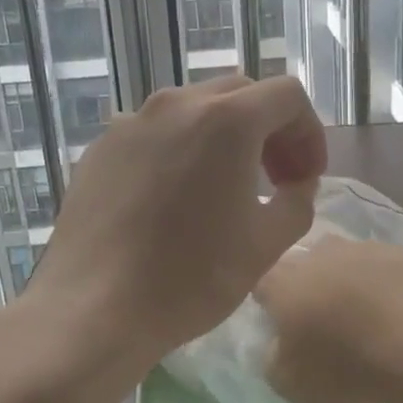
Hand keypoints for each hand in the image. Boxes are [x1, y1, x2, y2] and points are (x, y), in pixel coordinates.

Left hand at [26, 74, 327, 374]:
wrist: (94, 309)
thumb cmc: (190, 277)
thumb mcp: (267, 244)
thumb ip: (297, 200)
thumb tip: (295, 184)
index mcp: (227, 120)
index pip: (287, 95)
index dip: (309, 132)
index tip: (306, 177)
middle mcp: (177, 104)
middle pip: (241, 94)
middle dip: (270, 130)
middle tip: (275, 179)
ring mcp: (132, 122)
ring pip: (194, 110)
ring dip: (224, 137)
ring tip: (224, 187)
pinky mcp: (101, 147)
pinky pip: (155, 133)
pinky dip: (180, 150)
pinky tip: (173, 199)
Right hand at [255, 235, 402, 402]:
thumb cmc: (347, 366)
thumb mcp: (290, 383)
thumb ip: (273, 358)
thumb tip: (278, 345)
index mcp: (283, 281)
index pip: (261, 283)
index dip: (267, 303)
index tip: (279, 325)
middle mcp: (319, 253)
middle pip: (303, 263)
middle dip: (307, 285)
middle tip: (320, 318)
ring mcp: (364, 248)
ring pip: (344, 258)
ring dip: (346, 279)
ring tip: (362, 312)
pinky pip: (383, 266)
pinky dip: (384, 282)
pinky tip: (397, 309)